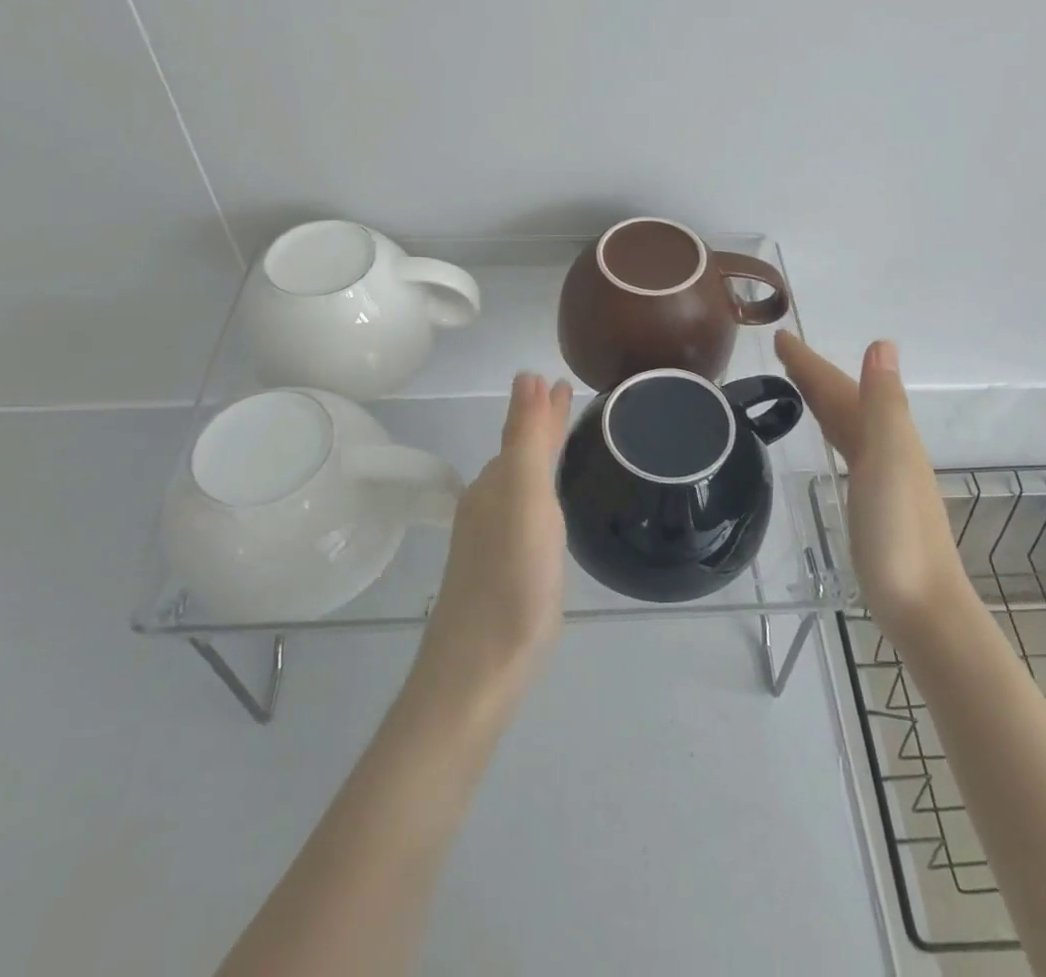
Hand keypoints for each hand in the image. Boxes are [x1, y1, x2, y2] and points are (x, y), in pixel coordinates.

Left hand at [414, 372, 573, 709]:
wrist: (480, 669)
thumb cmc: (511, 580)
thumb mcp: (525, 500)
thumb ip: (526, 439)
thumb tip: (526, 376)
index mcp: (498, 483)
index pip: (523, 430)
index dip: (542, 405)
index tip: (561, 380)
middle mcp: (491, 504)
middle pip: (520, 452)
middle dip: (541, 424)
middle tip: (565, 396)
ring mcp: (493, 539)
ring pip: (521, 480)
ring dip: (540, 453)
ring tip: (561, 439)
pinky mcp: (503, 570)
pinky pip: (524, 511)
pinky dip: (538, 491)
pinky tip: (545, 505)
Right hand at [775, 332, 966, 642]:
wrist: (921, 605)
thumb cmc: (898, 532)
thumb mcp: (889, 458)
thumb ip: (884, 402)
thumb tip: (882, 343)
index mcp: (888, 434)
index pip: (841, 386)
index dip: (812, 362)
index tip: (780, 337)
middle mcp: (887, 447)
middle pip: (845, 400)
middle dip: (815, 374)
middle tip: (782, 353)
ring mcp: (881, 475)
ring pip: (847, 423)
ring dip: (823, 398)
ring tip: (797, 384)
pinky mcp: (873, 500)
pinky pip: (848, 447)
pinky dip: (833, 429)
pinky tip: (829, 437)